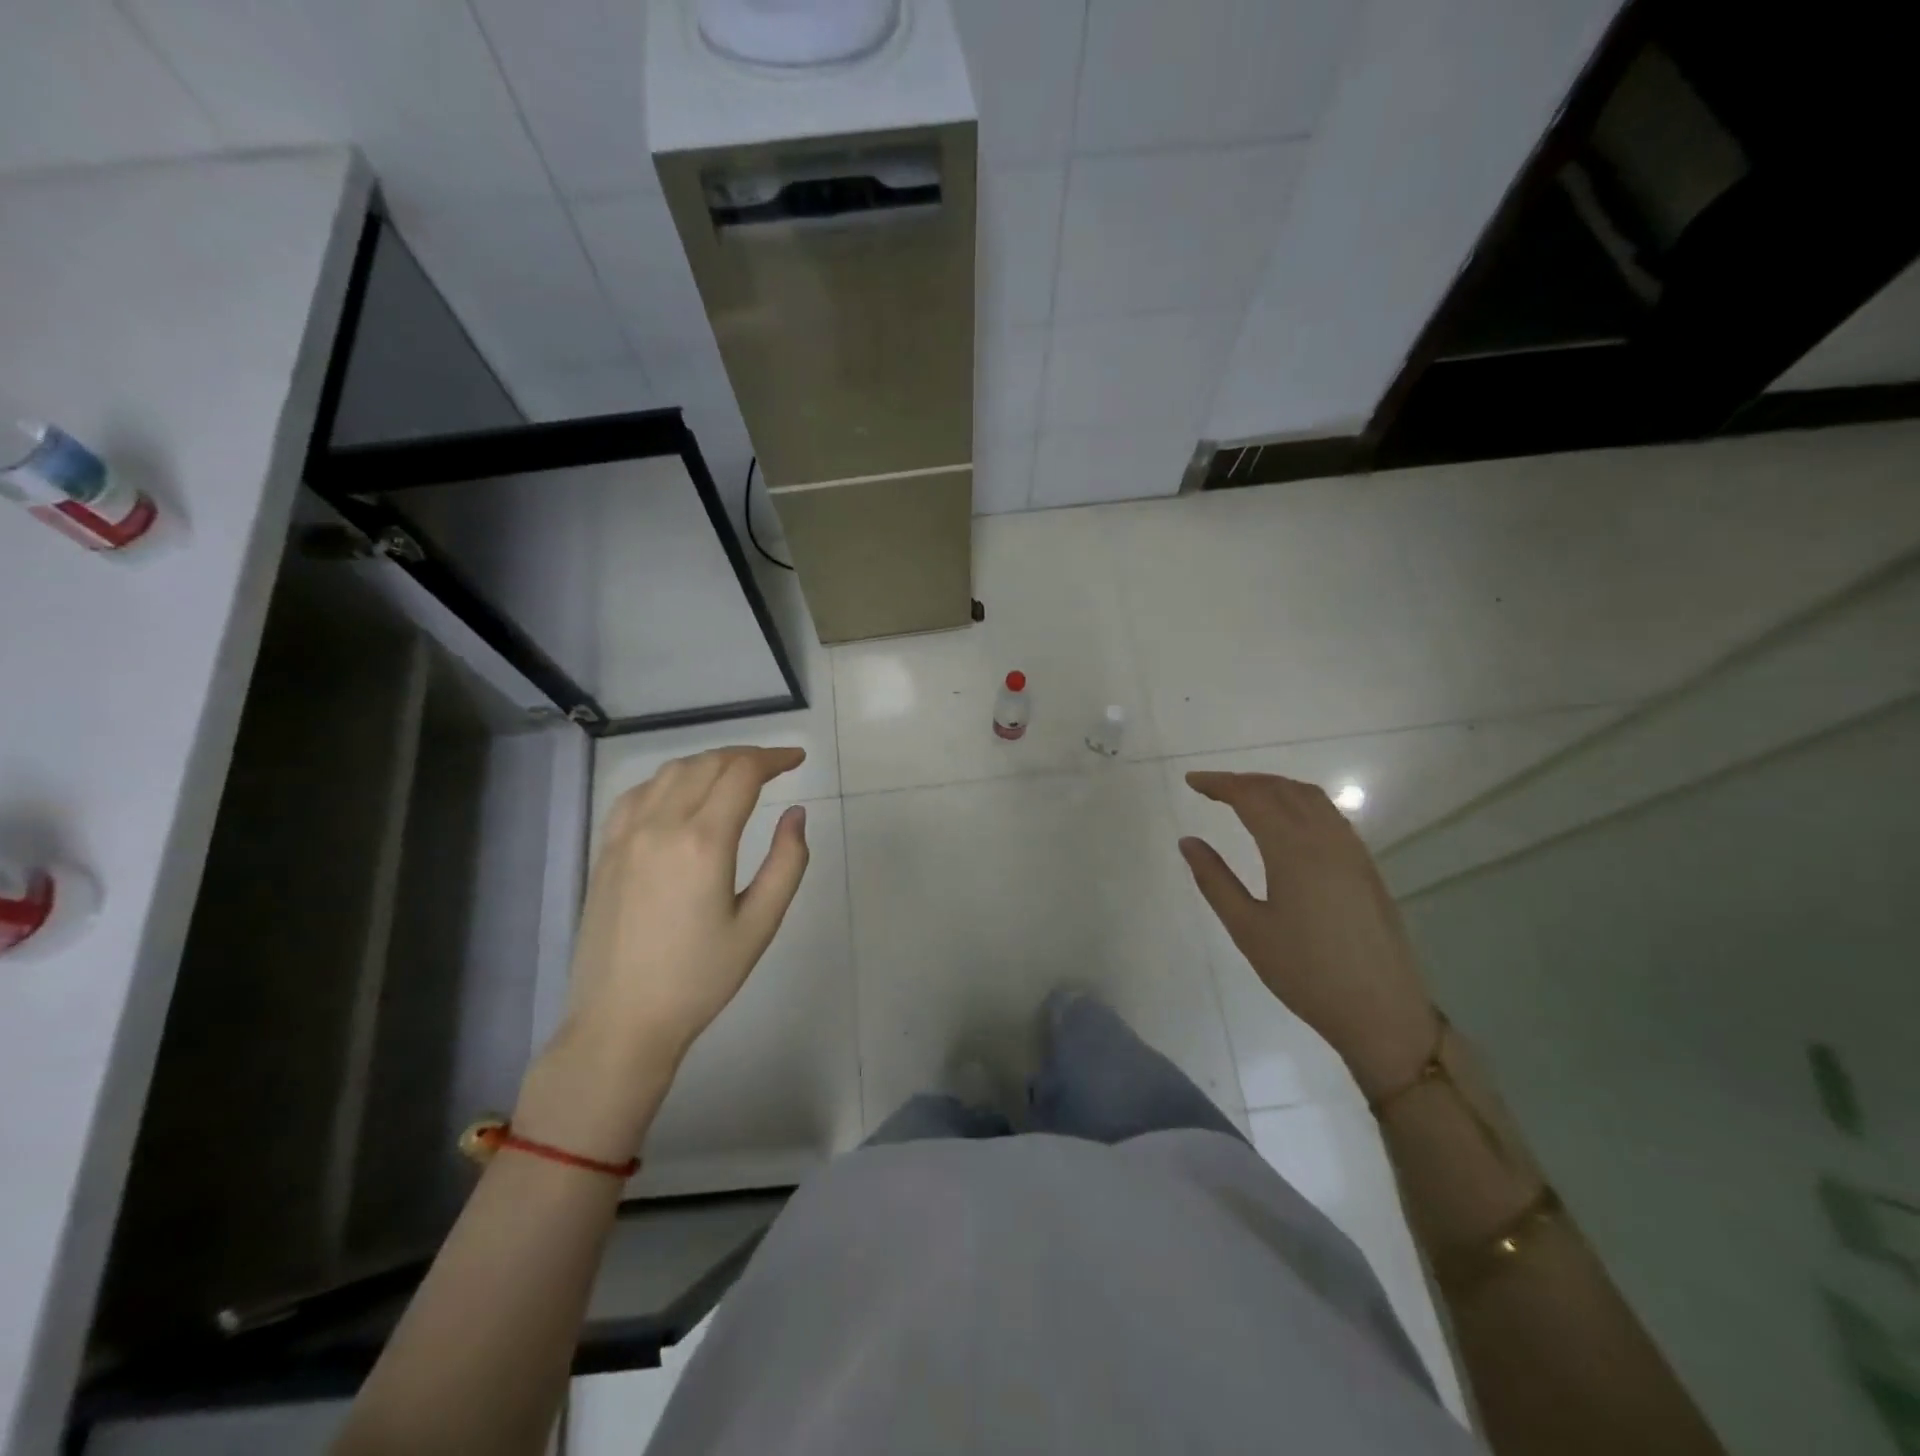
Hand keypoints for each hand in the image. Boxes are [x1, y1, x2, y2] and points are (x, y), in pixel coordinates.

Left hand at [522, 748, 810, 1157]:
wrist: (621, 1021)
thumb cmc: (700, 978)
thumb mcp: (760, 924)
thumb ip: (787, 862)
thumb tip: (795, 813)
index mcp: (704, 842)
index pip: (742, 774)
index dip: (774, 758)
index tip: (797, 759)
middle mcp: (661, 825)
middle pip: (707, 764)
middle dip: (746, 756)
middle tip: (775, 766)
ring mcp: (626, 835)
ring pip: (671, 771)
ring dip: (709, 762)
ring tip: (736, 774)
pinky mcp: (606, 850)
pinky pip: (638, 793)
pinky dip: (669, 779)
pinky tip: (682, 793)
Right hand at [1178, 772, 1434, 1100]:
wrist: (1380, 1011)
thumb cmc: (1305, 973)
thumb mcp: (1248, 929)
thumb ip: (1214, 880)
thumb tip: (1188, 841)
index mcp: (1293, 850)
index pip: (1252, 797)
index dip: (1220, 783)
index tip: (1191, 781)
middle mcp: (1326, 839)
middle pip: (1282, 789)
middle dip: (1244, 780)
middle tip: (1212, 788)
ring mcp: (1352, 851)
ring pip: (1311, 797)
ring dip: (1274, 787)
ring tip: (1245, 796)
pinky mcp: (1366, 866)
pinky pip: (1330, 815)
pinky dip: (1300, 802)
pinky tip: (1287, 822)